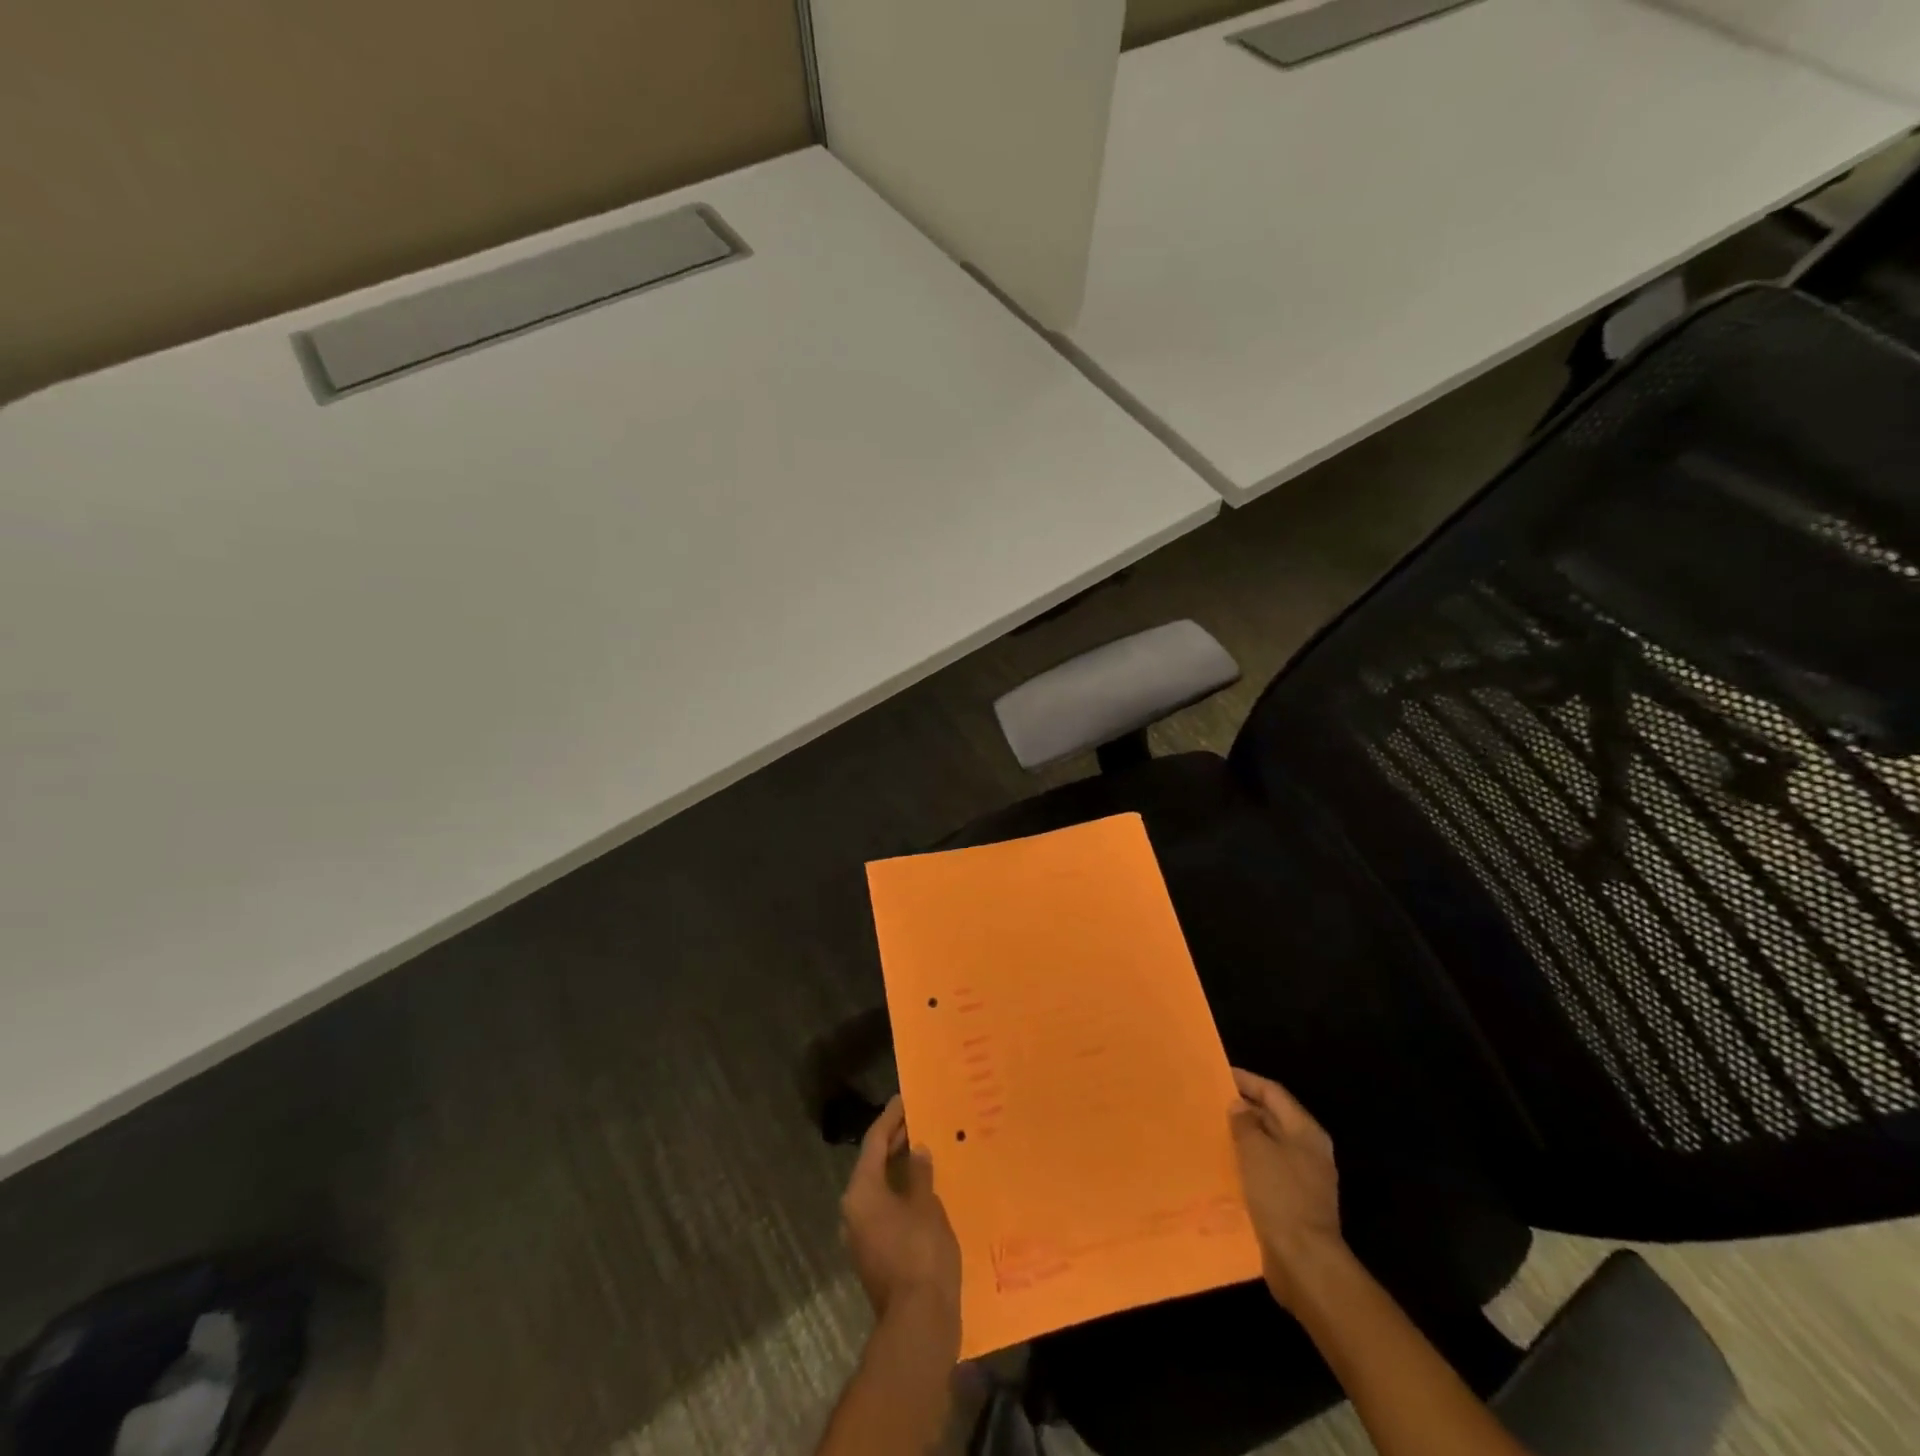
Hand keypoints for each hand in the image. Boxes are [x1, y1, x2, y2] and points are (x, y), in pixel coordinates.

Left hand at [840, 1096, 961, 1339]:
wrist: (918, 1323)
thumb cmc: (921, 1254)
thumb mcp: (926, 1205)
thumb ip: (920, 1174)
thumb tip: (917, 1151)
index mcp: (861, 1192)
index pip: (874, 1142)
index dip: (890, 1118)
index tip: (904, 1099)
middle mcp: (854, 1210)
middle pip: (873, 1164)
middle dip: (895, 1141)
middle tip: (918, 1119)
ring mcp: (862, 1235)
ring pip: (879, 1188)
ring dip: (899, 1168)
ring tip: (924, 1148)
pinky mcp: (875, 1253)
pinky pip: (886, 1208)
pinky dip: (901, 1192)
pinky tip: (924, 1188)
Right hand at [1230, 1068, 1344, 1309]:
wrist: (1304, 1263)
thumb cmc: (1280, 1196)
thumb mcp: (1256, 1150)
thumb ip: (1245, 1122)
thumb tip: (1239, 1106)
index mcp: (1305, 1132)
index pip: (1273, 1093)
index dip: (1246, 1080)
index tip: (1218, 1074)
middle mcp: (1308, 1151)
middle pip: (1272, 1118)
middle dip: (1243, 1109)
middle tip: (1210, 1101)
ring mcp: (1303, 1179)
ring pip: (1268, 1147)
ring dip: (1242, 1138)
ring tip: (1212, 1131)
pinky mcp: (1293, 1204)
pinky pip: (1266, 1173)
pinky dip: (1246, 1165)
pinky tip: (1224, 1167)